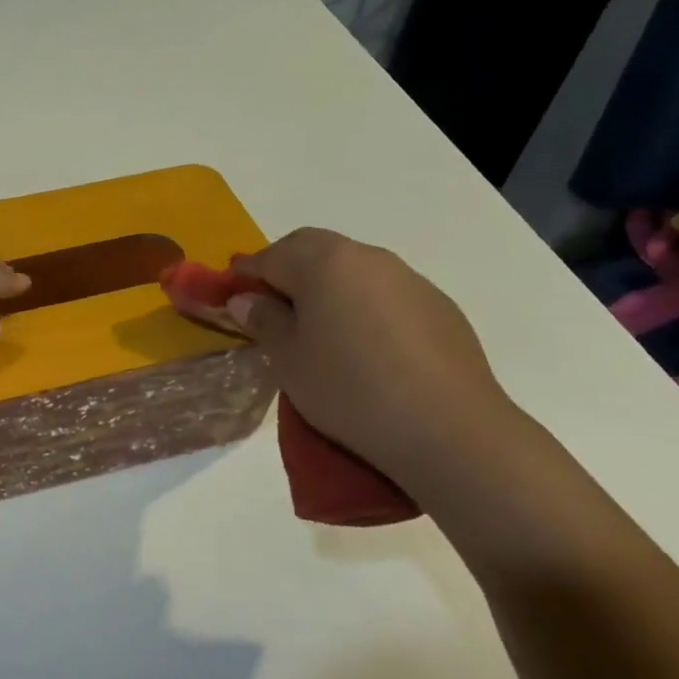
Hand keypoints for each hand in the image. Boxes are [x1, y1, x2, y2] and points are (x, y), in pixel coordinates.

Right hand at [226, 229, 519, 483]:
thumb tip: (247, 299)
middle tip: (269, 305)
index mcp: (324, 263)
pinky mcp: (438, 305)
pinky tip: (364, 345)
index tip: (229, 292)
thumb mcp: (288, 360)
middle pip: (313, 249)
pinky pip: (385, 292)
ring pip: (352, 268)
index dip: (244, 273)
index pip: (270, 256)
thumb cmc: (349, 390)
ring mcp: (409, 278)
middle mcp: (367, 257)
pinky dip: (362, 304)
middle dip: (285, 269)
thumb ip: (264, 321)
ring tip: (317, 327)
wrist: (448, 429)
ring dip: (326, 285)